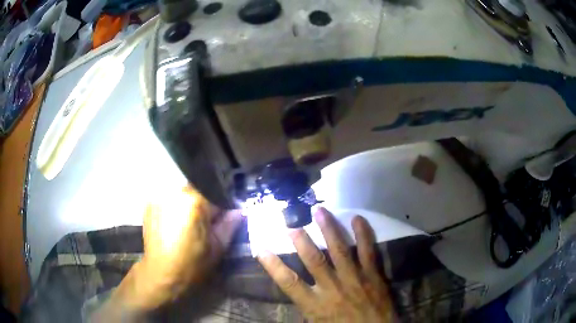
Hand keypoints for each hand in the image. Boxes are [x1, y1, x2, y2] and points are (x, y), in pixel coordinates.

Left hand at [92, 186, 241, 320]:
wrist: (161, 274)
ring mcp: (159, 196)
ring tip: (190, 223)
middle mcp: (174, 192)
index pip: (215, 191)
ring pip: (182, 193)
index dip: (223, 203)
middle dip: (205, 202)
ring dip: (189, 204)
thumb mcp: (218, 247)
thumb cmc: (192, 265)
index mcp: (194, 202)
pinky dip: (175, 207)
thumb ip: (230, 224)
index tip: (225, 215)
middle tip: (207, 221)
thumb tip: (239, 210)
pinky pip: (168, 198)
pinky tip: (175, 223)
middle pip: (197, 189)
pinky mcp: (149, 203)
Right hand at [258, 207, 395, 322]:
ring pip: (339, 250)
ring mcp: (354, 278)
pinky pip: (368, 250)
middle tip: (291, 223)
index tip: (260, 249)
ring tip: (319, 210)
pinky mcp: (373, 274)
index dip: (273, 265)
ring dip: (329, 229)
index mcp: (316, 304)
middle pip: (314, 260)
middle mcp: (333, 288)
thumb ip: (307, 309)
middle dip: (301, 240)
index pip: (288, 283)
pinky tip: (357, 218)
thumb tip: (296, 294)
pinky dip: (363, 233)